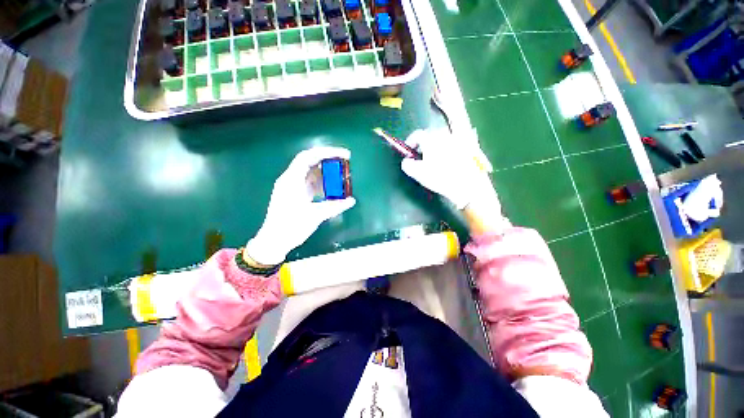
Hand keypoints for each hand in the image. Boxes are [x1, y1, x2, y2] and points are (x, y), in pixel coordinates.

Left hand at [246, 147, 356, 265]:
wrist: (274, 241)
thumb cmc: (291, 227)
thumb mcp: (315, 216)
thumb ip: (334, 207)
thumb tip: (352, 200)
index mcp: (292, 180)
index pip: (309, 157)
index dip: (327, 152)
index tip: (344, 155)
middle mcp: (290, 179)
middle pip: (310, 161)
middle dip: (328, 159)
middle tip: (345, 162)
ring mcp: (291, 186)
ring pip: (310, 171)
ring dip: (326, 170)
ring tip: (340, 173)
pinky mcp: (294, 193)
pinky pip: (309, 181)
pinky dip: (321, 181)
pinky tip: (331, 187)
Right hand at [401, 129, 507, 233]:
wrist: (468, 186)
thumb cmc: (440, 178)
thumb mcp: (418, 173)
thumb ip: (407, 165)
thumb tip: (407, 161)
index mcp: (431, 138)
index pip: (417, 135)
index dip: (410, 143)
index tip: (408, 152)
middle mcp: (445, 134)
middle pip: (430, 135)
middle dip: (423, 144)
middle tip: (420, 156)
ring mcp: (459, 139)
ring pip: (443, 138)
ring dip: (436, 145)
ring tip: (434, 158)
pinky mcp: (469, 147)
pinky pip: (456, 142)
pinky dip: (450, 147)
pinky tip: (450, 157)